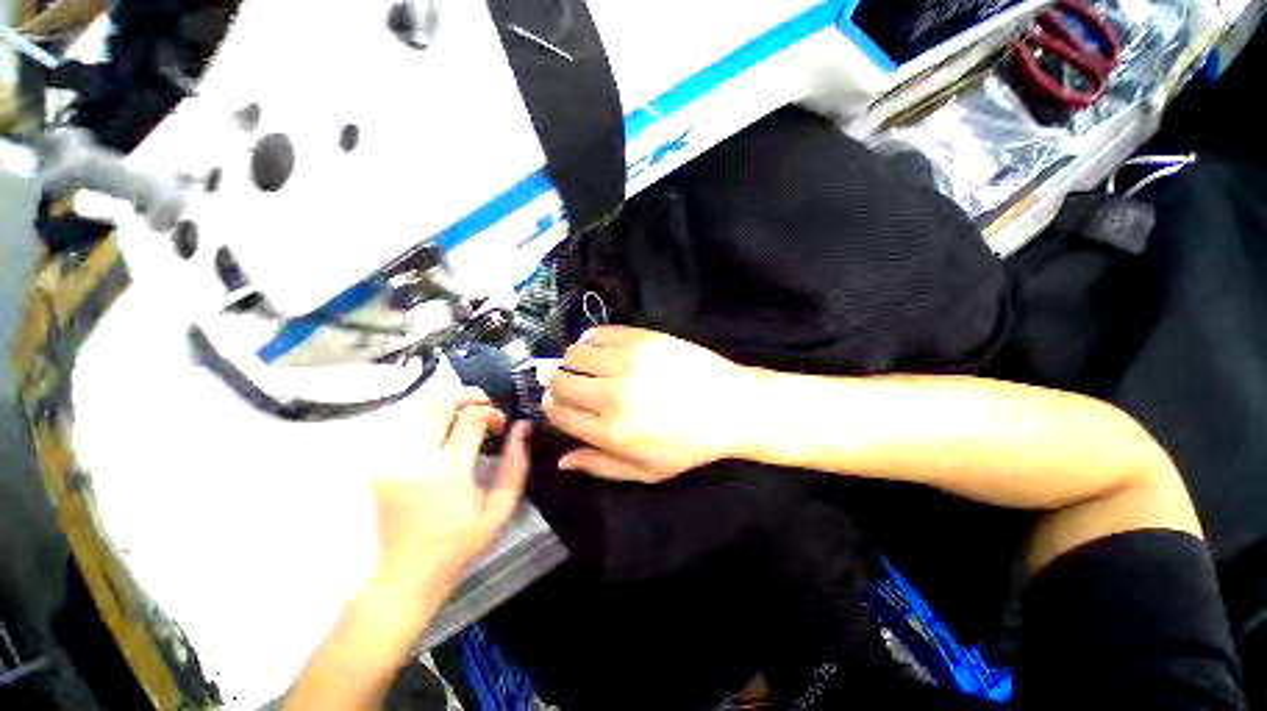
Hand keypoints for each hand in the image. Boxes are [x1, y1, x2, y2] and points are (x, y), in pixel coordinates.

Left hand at [372, 389, 529, 594]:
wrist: (406, 573)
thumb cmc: (460, 543)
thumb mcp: (500, 509)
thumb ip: (516, 464)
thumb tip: (523, 427)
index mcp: (448, 469)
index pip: (471, 417)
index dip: (492, 412)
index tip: (502, 425)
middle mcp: (415, 457)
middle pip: (439, 402)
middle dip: (468, 395)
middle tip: (485, 405)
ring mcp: (392, 460)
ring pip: (418, 408)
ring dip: (447, 404)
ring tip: (465, 416)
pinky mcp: (380, 465)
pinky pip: (405, 426)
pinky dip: (428, 419)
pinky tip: (442, 433)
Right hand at [543, 326, 751, 482]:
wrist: (730, 406)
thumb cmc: (689, 444)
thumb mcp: (646, 470)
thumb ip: (600, 466)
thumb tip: (561, 460)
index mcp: (611, 431)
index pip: (558, 413)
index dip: (551, 406)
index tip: (556, 402)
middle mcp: (612, 394)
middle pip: (560, 380)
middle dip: (555, 381)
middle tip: (566, 381)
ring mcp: (628, 362)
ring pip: (575, 353)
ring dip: (573, 360)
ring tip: (586, 365)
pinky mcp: (642, 338)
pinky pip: (600, 332)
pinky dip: (592, 339)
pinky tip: (601, 348)